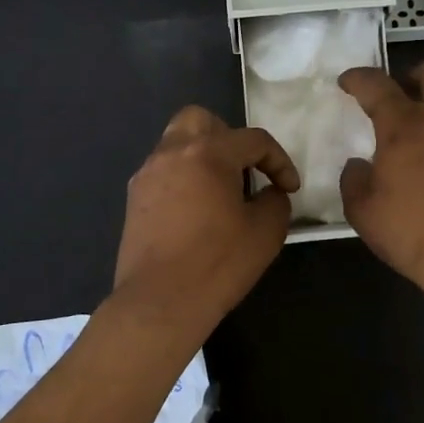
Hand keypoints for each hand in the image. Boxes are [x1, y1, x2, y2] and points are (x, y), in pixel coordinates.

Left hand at [112, 106, 298, 334]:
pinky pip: (164, 170)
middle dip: (229, 138)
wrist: (160, 302)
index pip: (253, 140)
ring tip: (221, 192)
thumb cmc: (218, 263)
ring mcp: (148, 173)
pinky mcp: (134, 197)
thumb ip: (275, 200)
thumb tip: (269, 192)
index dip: (279, 161)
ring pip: (178, 143)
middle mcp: (172, 152)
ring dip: (203, 156)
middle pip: (202, 120)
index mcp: (208, 153)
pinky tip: (196, 210)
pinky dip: (184, 178)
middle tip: (245, 171)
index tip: (289, 188)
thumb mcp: (266, 231)